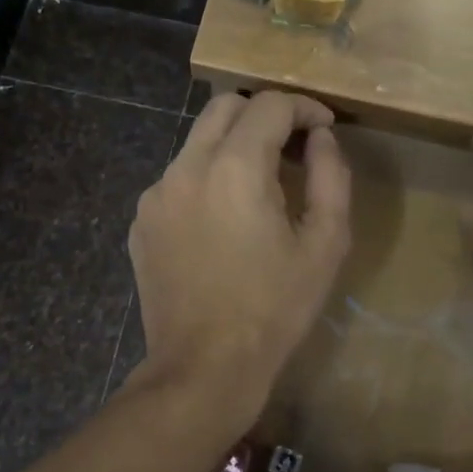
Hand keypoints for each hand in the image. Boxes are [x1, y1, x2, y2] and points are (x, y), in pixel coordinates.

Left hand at [128, 92, 351, 426]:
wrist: (204, 366)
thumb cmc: (274, 309)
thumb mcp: (325, 245)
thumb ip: (331, 177)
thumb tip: (320, 138)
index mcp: (234, 168)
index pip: (269, 105)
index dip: (303, 107)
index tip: (324, 127)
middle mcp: (186, 168)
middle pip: (224, 107)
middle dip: (263, 113)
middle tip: (293, 144)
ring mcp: (156, 195)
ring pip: (197, 142)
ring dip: (233, 145)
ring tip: (260, 185)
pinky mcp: (141, 221)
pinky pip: (177, 179)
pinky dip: (206, 179)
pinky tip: (224, 220)